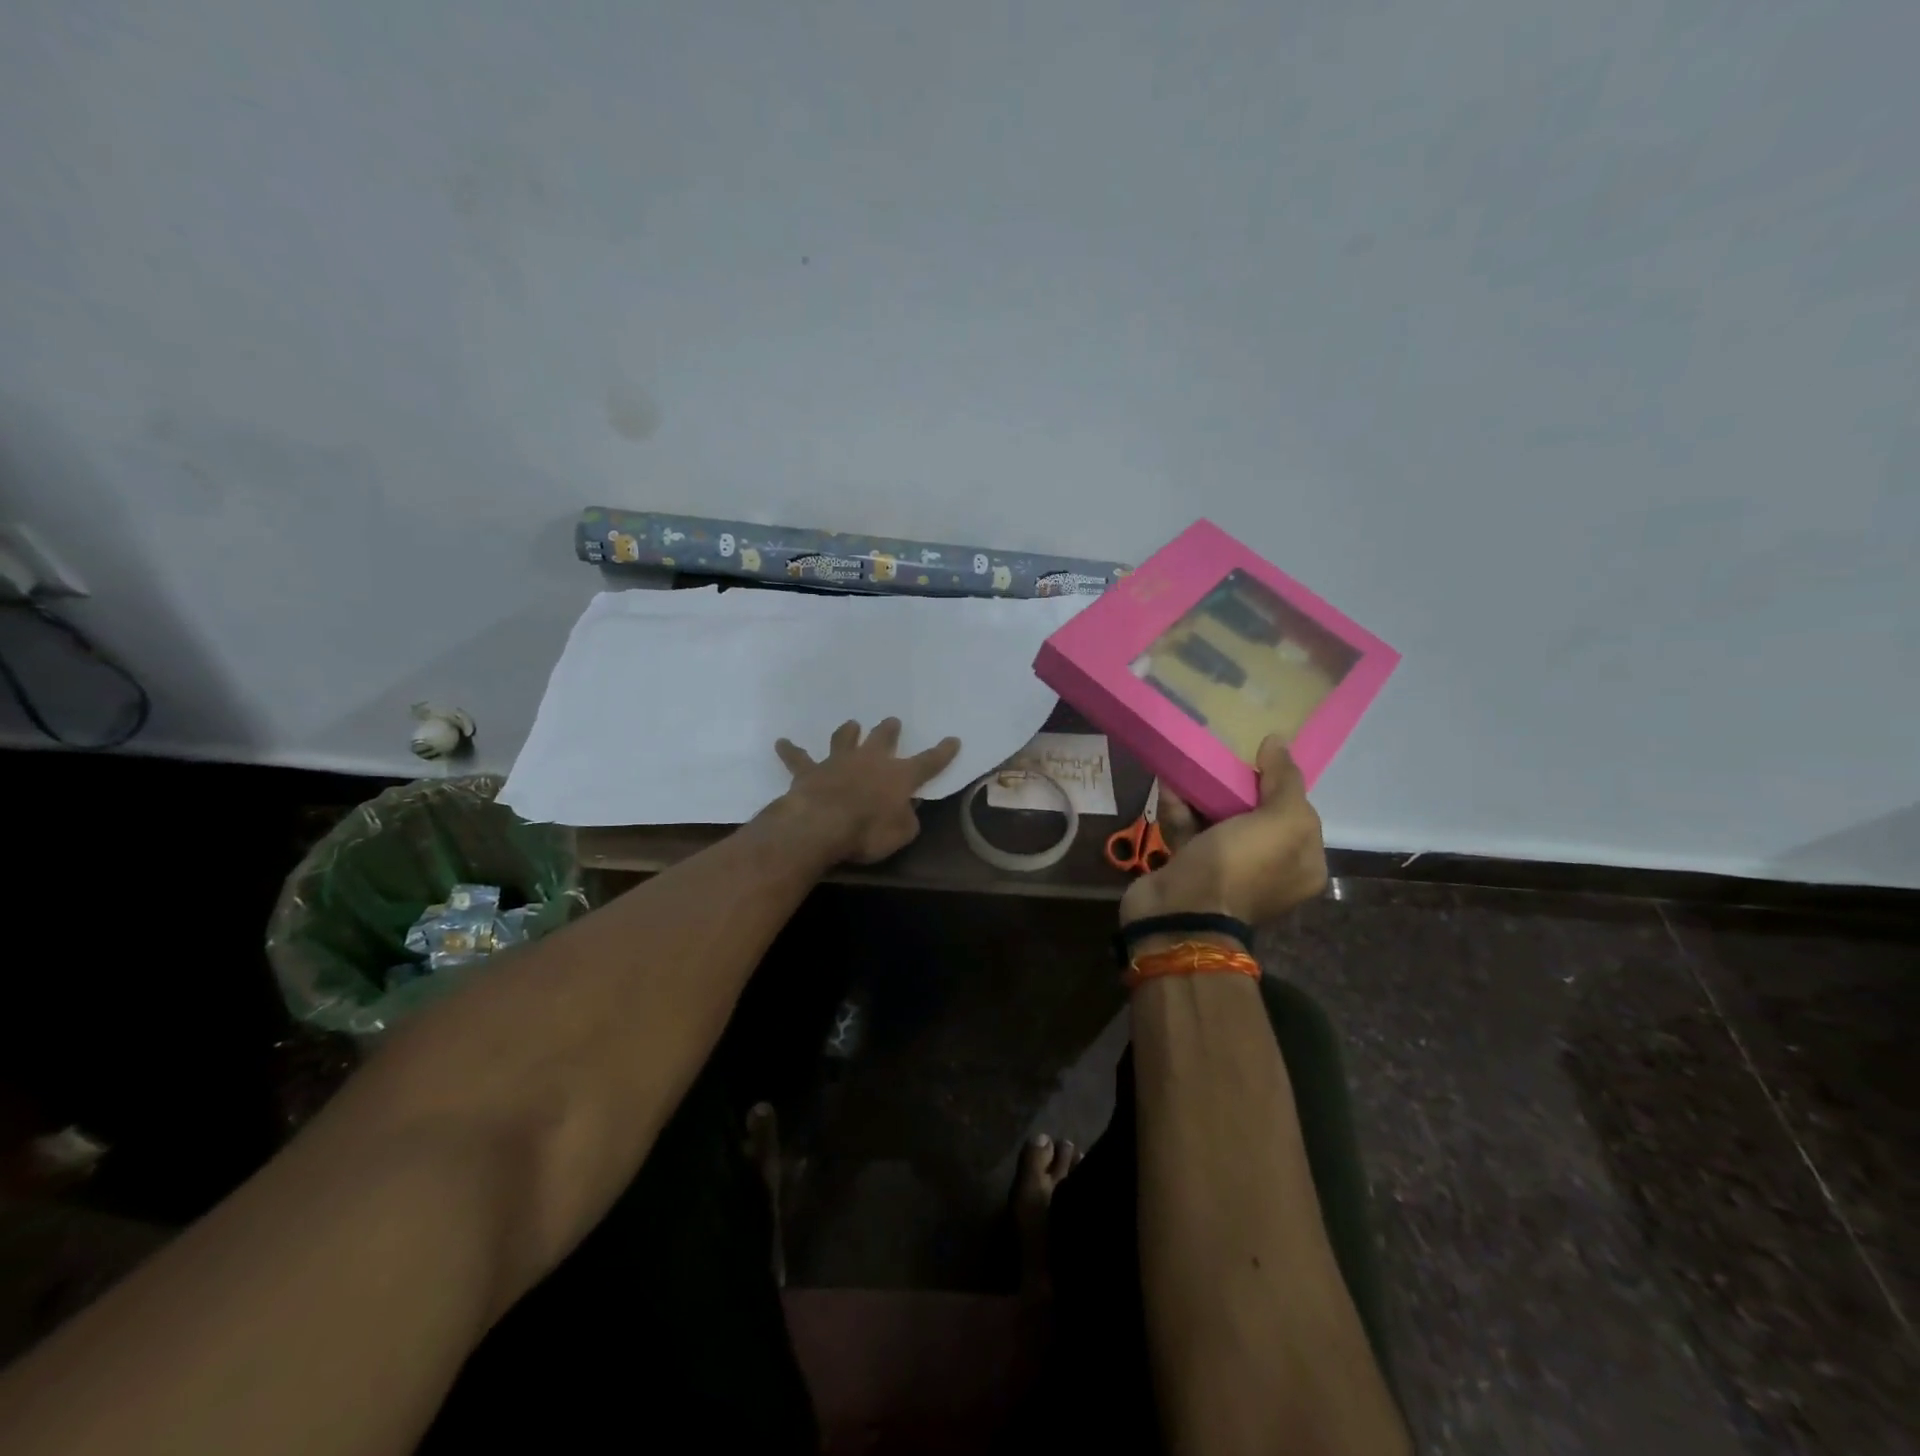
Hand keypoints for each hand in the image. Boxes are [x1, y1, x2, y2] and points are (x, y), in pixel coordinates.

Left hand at [770, 718, 961, 864]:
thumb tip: (908, 809)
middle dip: (889, 731)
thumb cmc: (868, 831)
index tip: (953, 740)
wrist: (822, 824)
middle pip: (882, 739)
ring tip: (851, 724)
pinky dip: (790, 751)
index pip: (928, 762)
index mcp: (899, 776)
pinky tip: (781, 743)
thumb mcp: (901, 833)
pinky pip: (798, 759)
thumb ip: (908, 818)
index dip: (942, 752)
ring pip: (844, 739)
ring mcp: (838, 762)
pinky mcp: (810, 772)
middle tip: (892, 722)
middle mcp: (870, 761)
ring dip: (848, 732)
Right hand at [1120, 736, 1327, 926]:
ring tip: (1188, 766)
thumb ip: (1285, 780)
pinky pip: (1188, 830)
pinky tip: (1168, 785)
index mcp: (1302, 864)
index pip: (1297, 813)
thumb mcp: (1280, 821)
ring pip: (1218, 820)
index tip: (1256, 757)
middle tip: (1220, 759)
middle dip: (1235, 785)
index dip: (1280, 783)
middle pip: (1255, 814)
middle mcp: (1269, 869)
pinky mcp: (1190, 869)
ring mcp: (1227, 871)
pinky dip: (1178, 808)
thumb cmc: (1239, 865)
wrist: (1179, 912)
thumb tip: (1278, 742)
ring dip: (1201, 793)